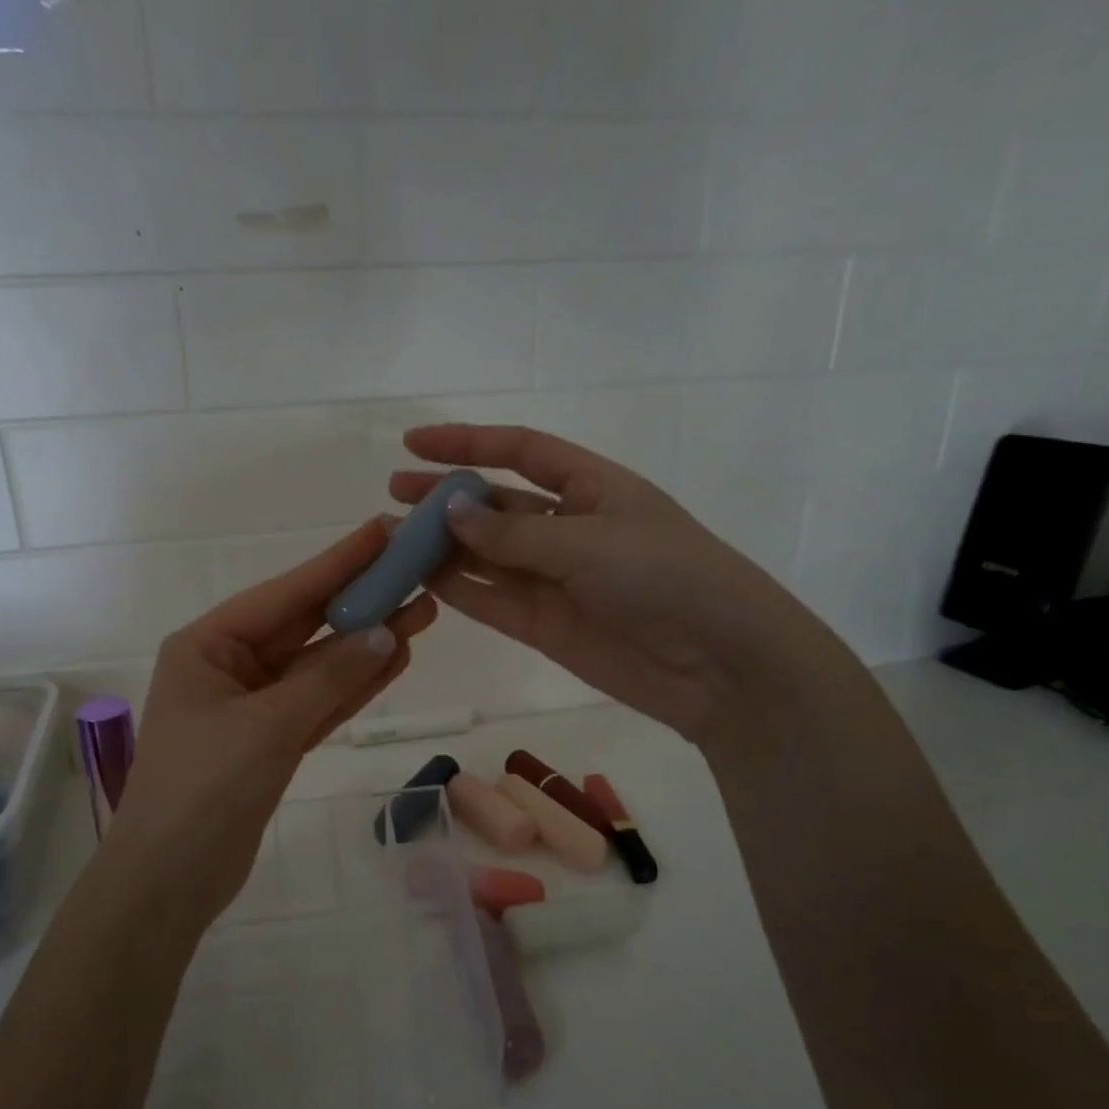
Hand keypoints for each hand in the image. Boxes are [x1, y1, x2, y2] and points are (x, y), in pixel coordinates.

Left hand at [104, 519, 436, 929]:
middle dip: (361, 601)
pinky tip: (395, 658)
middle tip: (418, 571)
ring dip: (366, 642)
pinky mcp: (272, 741)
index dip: (339, 562)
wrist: (168, 882)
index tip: (385, 530)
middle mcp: (230, 666)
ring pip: (319, 665)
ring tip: (422, 611)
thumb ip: (328, 679)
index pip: (286, 593)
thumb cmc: (203, 791)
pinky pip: (320, 701)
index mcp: (208, 645)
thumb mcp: (266, 727)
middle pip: (306, 625)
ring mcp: (252, 705)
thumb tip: (385, 633)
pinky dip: (354, 684)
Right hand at [391, 424, 836, 742]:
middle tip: (393, 496)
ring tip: (390, 540)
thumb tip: (448, 509)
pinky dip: (457, 589)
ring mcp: (554, 579)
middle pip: (495, 505)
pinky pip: (491, 599)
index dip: (468, 442)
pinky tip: (419, 578)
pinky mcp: (544, 625)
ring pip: (485, 556)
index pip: (521, 452)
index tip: (414, 442)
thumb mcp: (588, 542)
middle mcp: (568, 528)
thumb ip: (512, 532)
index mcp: (591, 488)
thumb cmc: (665, 577)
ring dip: (441, 548)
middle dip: (444, 498)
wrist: (718, 666)